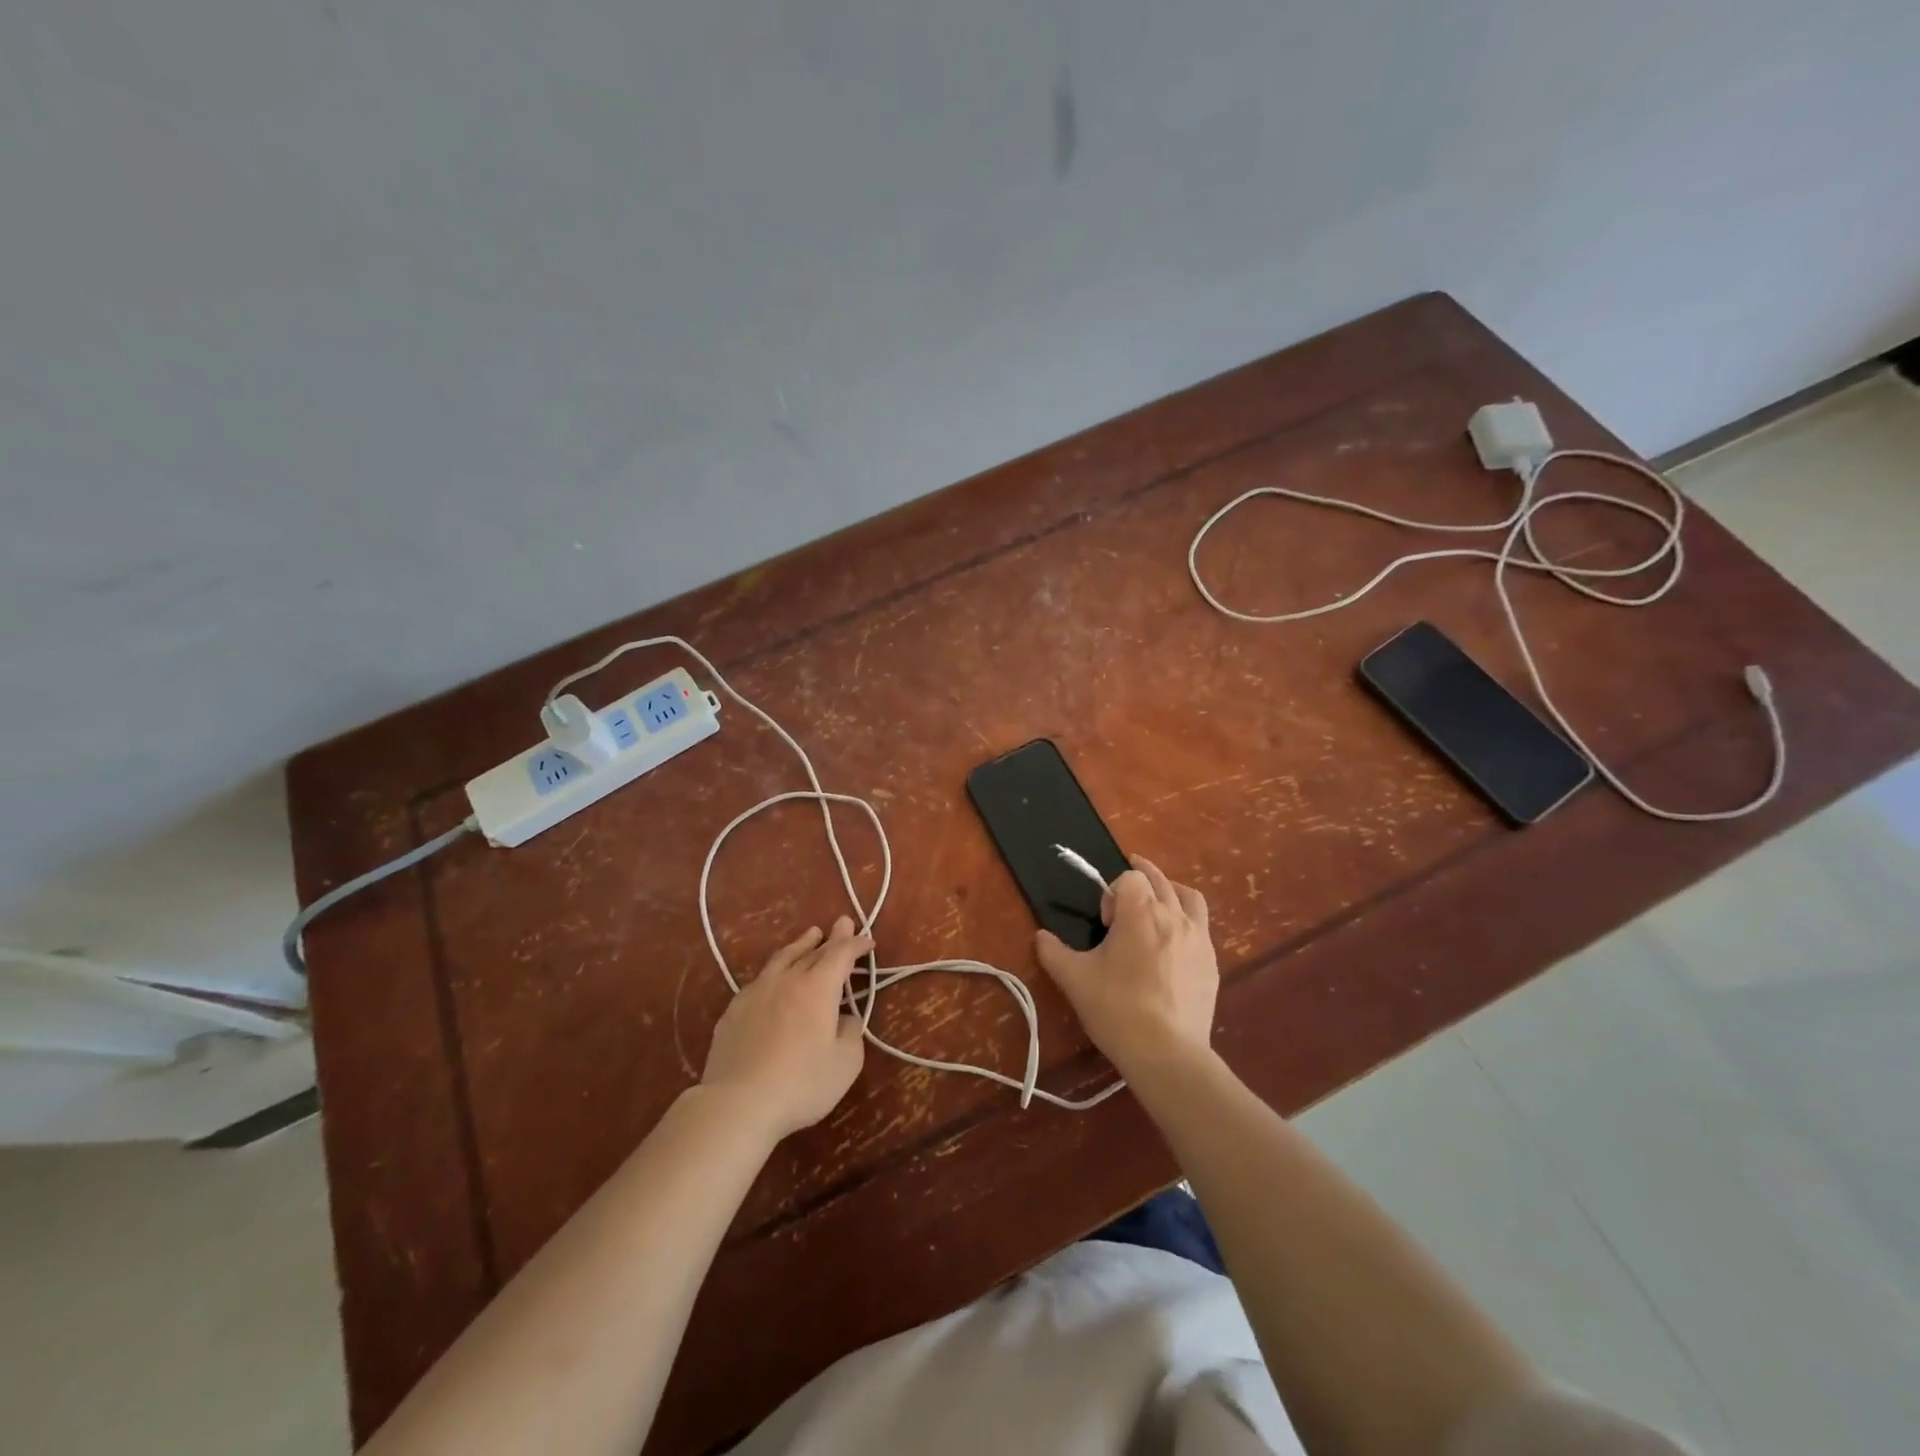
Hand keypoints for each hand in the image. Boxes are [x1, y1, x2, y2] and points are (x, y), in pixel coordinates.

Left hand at [700, 916, 869, 1143]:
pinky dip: (775, 971)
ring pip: (783, 959)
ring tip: (810, 935)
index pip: (841, 954)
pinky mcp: (734, 1011)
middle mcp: (788, 980)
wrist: (738, 1103)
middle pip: (813, 951)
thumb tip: (845, 1018)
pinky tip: (773, 978)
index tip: (868, 942)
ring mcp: (757, 992)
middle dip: (832, 937)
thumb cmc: (801, 1083)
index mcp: (818, 987)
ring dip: (800, 945)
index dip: (856, 944)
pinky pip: (760, 980)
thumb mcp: (845, 1063)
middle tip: (842, 923)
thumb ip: (850, 1033)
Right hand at [1034, 856, 1217, 1078]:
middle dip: (1141, 878)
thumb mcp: (1074, 979)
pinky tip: (1176, 945)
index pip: (1130, 878)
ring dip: (1171, 892)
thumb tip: (1041, 936)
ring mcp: (1199, 939)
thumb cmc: (1116, 1007)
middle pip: (1160, 880)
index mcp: (1140, 912)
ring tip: (1159, 902)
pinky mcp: (1212, 963)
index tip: (1105, 922)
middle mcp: (1173, 916)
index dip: (1113, 892)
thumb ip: (1053, 952)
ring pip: (1189, 898)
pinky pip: (1202, 928)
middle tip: (1126, 892)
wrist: (1166, 1052)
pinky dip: (1187, 923)